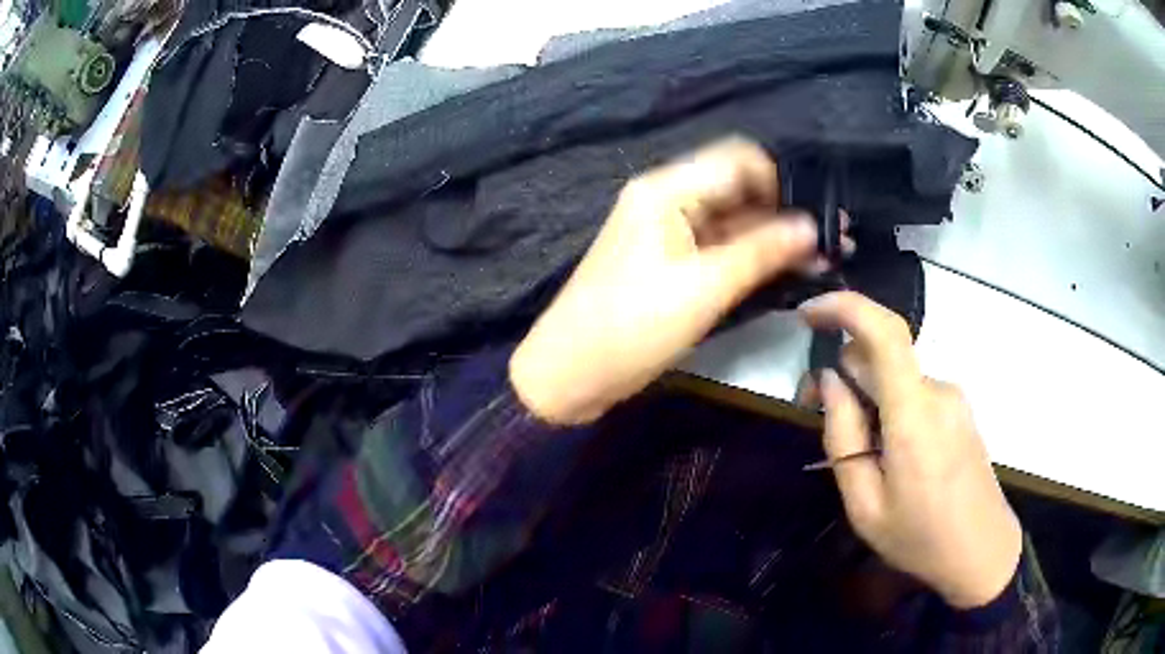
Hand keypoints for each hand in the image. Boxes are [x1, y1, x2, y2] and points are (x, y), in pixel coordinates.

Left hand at [510, 138, 827, 424]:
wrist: (570, 373)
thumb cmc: (630, 327)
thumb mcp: (703, 288)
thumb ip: (761, 252)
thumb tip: (812, 227)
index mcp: (667, 190)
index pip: (738, 160)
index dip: (781, 181)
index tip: (817, 215)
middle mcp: (669, 201)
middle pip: (739, 191)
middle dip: (785, 213)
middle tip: (833, 242)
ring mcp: (670, 235)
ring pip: (734, 223)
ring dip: (775, 239)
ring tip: (823, 261)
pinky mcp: (673, 265)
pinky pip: (721, 250)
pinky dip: (753, 259)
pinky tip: (789, 273)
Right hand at [800, 291, 1021, 608]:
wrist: (982, 550)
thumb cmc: (920, 538)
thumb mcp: (865, 506)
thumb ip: (843, 438)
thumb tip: (829, 382)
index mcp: (914, 414)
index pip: (884, 332)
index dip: (843, 308)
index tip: (807, 317)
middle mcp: (937, 391)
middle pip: (880, 356)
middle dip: (842, 372)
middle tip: (814, 409)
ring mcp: (952, 397)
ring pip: (895, 377)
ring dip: (867, 396)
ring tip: (858, 448)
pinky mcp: (958, 408)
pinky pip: (913, 391)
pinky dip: (890, 406)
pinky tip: (888, 451)